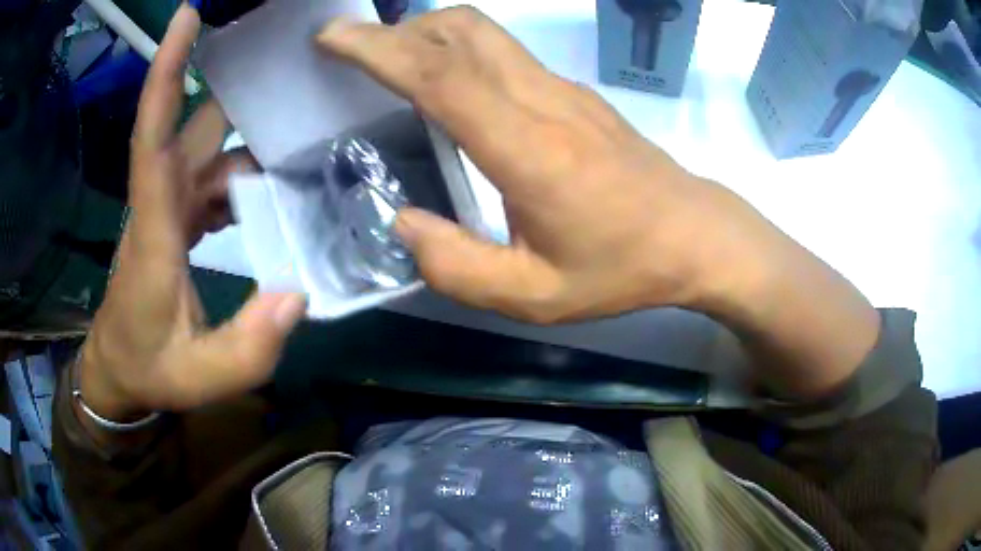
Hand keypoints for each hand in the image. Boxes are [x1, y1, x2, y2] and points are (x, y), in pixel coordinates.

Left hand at [78, 5, 305, 423]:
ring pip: (204, 152)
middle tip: (286, 64)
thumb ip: (248, 347)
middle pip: (189, 129)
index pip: (153, 137)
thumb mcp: (200, 378)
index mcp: (154, 234)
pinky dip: (239, 171)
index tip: (186, 16)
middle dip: (230, 89)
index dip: (167, 73)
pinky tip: (270, 185)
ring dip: (246, 140)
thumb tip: (297, 294)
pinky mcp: (173, 220)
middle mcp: (157, 206)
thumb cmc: (150, 372)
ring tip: (298, 134)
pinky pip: (208, 177)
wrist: (119, 372)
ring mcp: (165, 210)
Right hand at [319, 7, 878, 396]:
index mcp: (529, 151)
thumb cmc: (622, 269)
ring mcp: (564, 90)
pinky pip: (505, 54)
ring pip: (485, 34)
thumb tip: (405, 223)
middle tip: (355, 49)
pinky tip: (446, 83)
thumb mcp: (535, 296)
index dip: (379, 50)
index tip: (333, 38)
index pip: (441, 77)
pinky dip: (458, 51)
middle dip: (398, 29)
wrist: (694, 235)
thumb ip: (459, 268)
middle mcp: (544, 102)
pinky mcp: (575, 93)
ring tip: (391, 62)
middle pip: (463, 31)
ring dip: (428, 33)